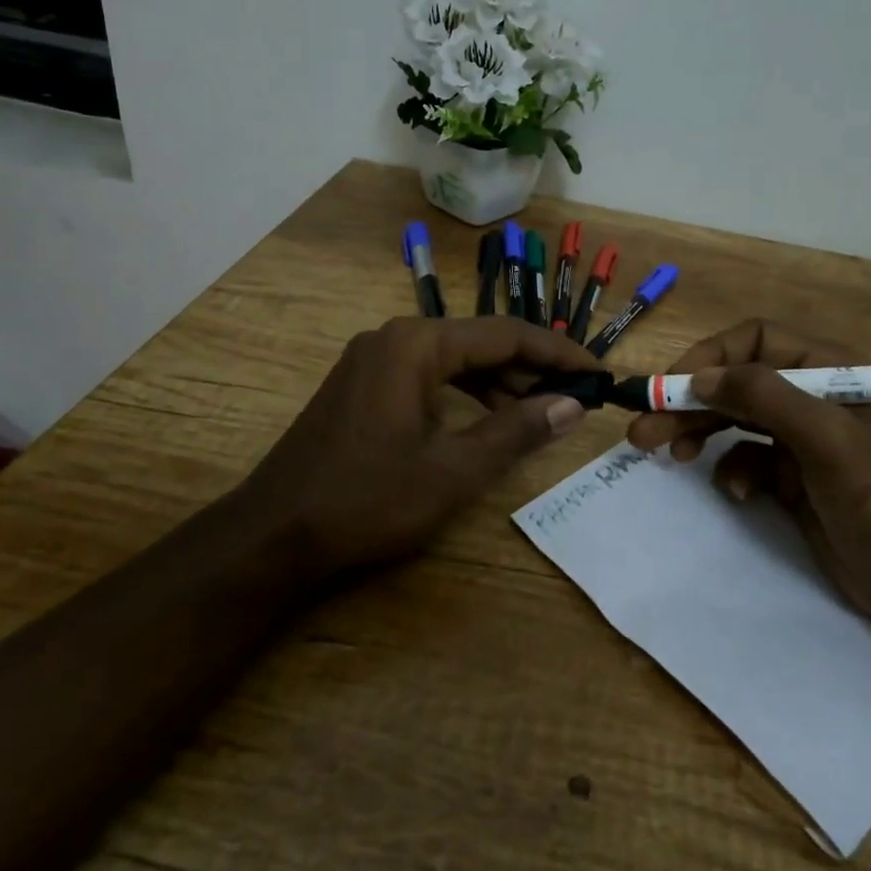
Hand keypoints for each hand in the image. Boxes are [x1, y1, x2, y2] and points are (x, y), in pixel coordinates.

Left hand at [241, 317, 598, 579]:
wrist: (273, 535)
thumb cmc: (367, 500)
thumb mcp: (453, 470)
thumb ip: (517, 431)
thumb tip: (572, 405)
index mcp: (417, 344)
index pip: (506, 335)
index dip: (558, 353)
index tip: (597, 373)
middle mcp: (395, 338)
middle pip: (480, 343)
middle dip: (531, 369)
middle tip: (575, 398)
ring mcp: (374, 359)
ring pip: (455, 360)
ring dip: (500, 383)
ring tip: (541, 412)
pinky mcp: (364, 384)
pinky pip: (429, 376)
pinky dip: (465, 394)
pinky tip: (489, 419)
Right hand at [626, 319, 870, 625]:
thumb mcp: (825, 439)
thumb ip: (765, 397)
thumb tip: (699, 377)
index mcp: (829, 370)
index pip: (756, 340)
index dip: (711, 357)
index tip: (674, 387)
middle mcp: (811, 396)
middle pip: (736, 383)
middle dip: (689, 402)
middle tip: (643, 428)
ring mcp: (799, 439)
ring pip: (733, 420)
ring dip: (698, 433)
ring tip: (663, 453)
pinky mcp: (789, 477)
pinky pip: (744, 459)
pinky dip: (733, 472)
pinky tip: (739, 493)